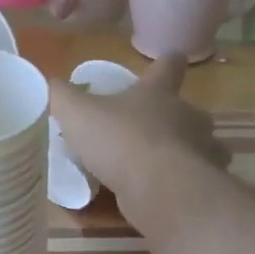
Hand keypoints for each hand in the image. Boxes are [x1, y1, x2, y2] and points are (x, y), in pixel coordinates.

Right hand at [48, 55, 229, 234]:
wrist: (160, 189)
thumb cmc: (119, 139)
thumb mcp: (77, 112)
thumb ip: (61, 95)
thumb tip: (50, 83)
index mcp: (159, 92)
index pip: (169, 65)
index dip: (167, 62)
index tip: (169, 59)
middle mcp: (187, 117)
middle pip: (189, 110)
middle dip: (174, 118)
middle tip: (149, 129)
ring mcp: (201, 152)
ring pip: (199, 147)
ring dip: (184, 152)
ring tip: (157, 166)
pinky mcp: (204, 186)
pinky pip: (194, 180)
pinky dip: (182, 184)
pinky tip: (163, 194)